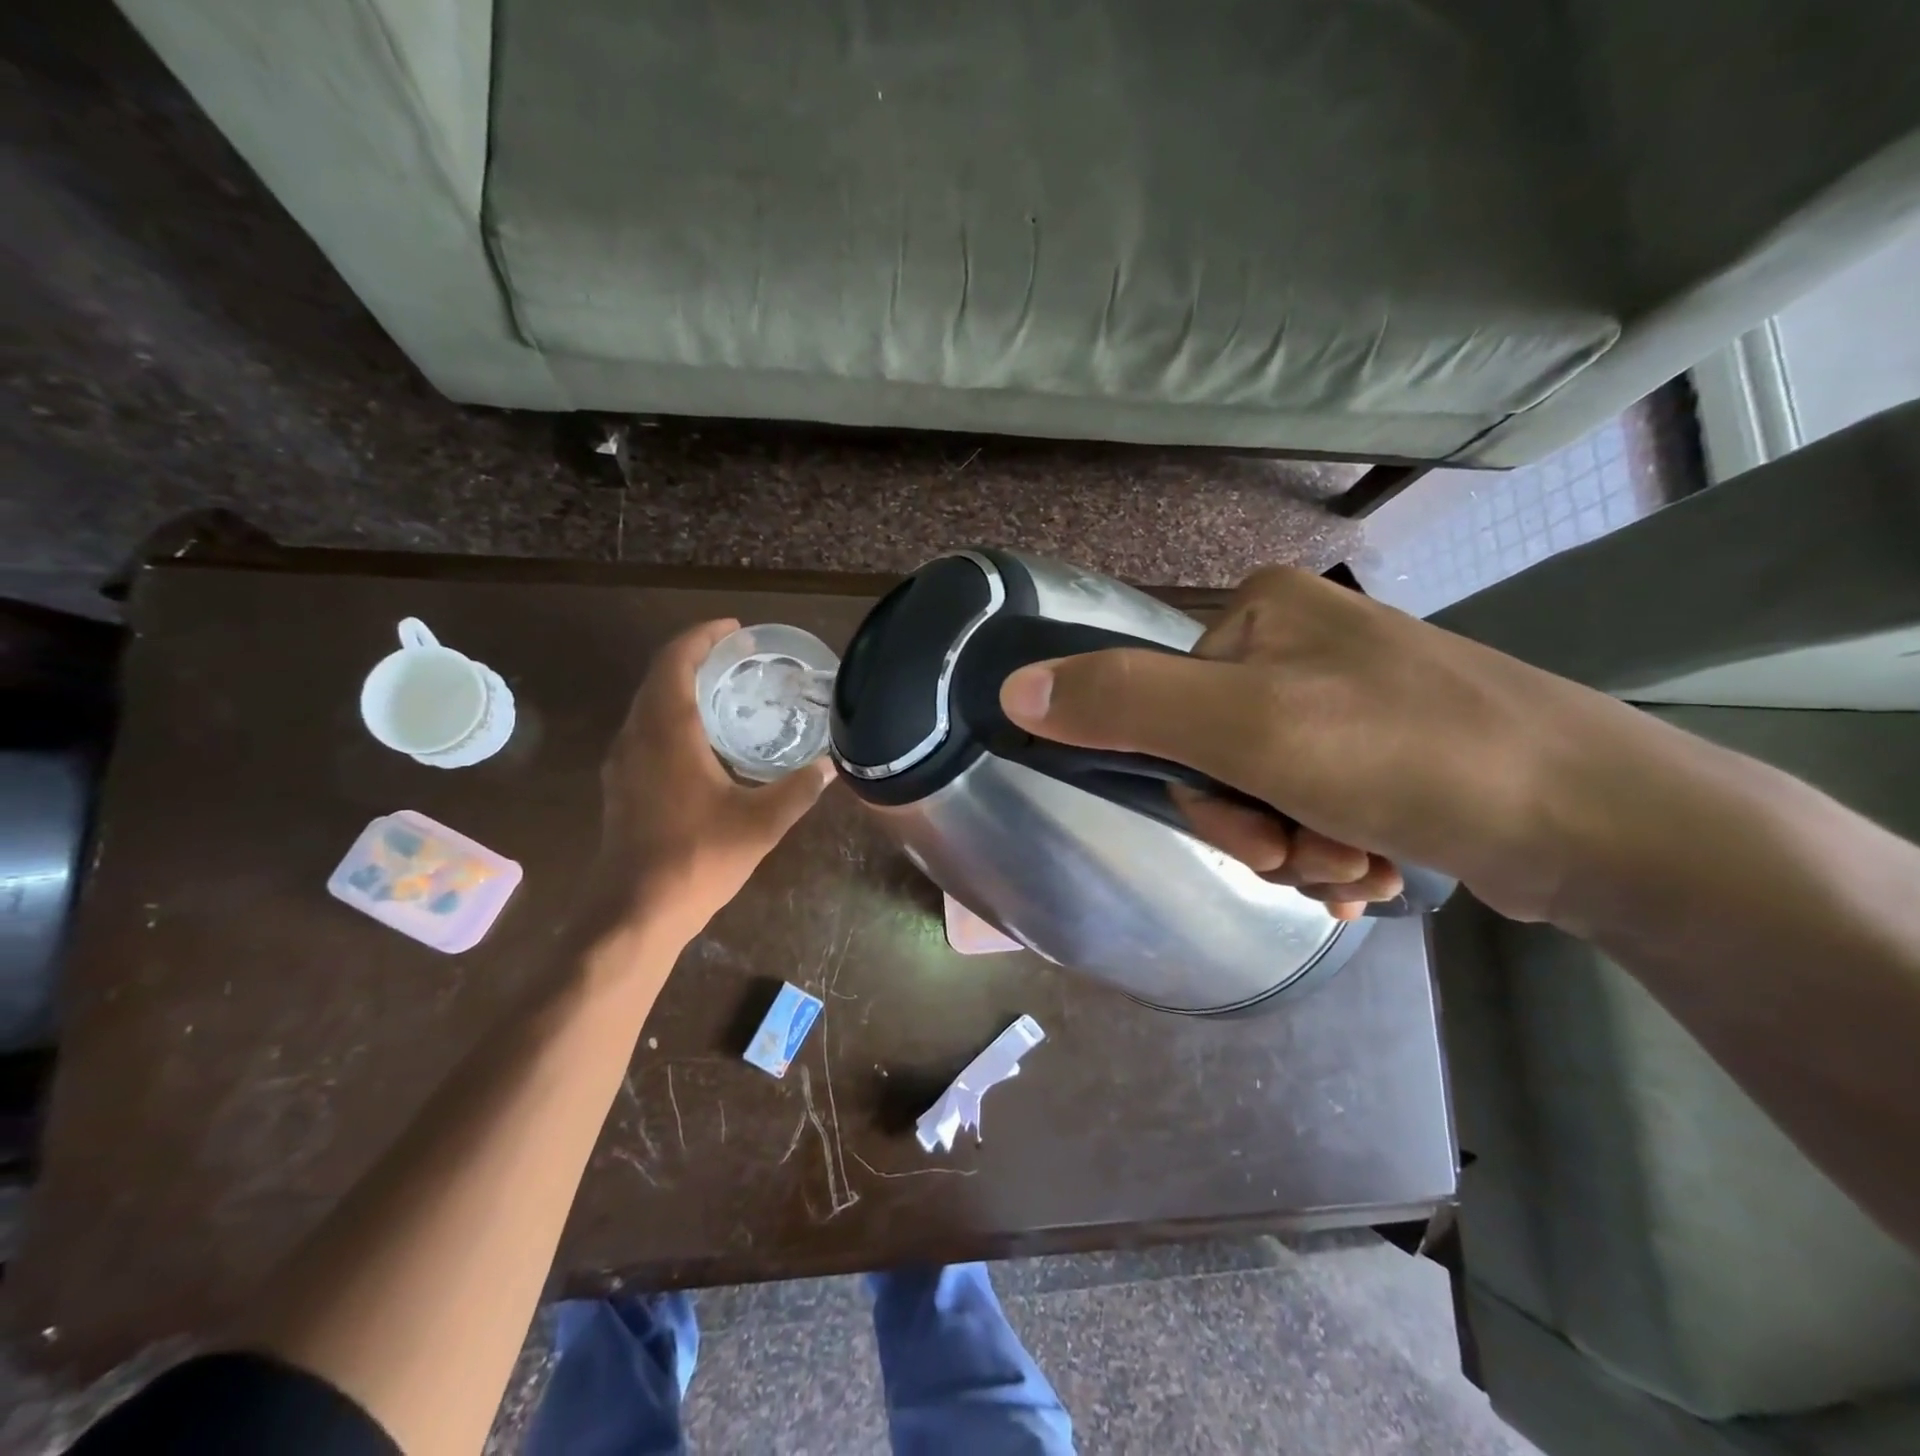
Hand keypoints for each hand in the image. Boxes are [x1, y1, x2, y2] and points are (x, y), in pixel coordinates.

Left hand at [590, 619, 834, 948]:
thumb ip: (798, 789)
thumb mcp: (761, 823)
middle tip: (740, 658)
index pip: (676, 661)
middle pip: (660, 677)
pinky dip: (672, 716)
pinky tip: (702, 741)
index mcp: (667, 731)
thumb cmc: (697, 858)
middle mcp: (637, 736)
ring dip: (682, 687)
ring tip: (725, 691)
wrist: (635, 911)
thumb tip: (832, 765)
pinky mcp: (620, 785)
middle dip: (697, 657)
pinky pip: (645, 731)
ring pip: (648, 705)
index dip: (703, 637)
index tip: (737, 631)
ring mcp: (622, 762)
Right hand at [998, 566, 1645, 923]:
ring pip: (1262, 791)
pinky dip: (1330, 850)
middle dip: (1256, 827)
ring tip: (1358, 867)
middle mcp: (1296, 641)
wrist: (1607, 823)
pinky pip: (1311, 804)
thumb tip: (1012, 689)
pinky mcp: (1382, 748)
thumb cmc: (1413, 757)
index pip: (1163, 708)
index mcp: (1258, 612)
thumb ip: (1124, 703)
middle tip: (1313, 855)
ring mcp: (1342, 694)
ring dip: (1296, 848)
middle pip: (1214, 754)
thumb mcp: (1249, 728)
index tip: (1253, 833)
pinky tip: (1374, 871)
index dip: (1194, 789)